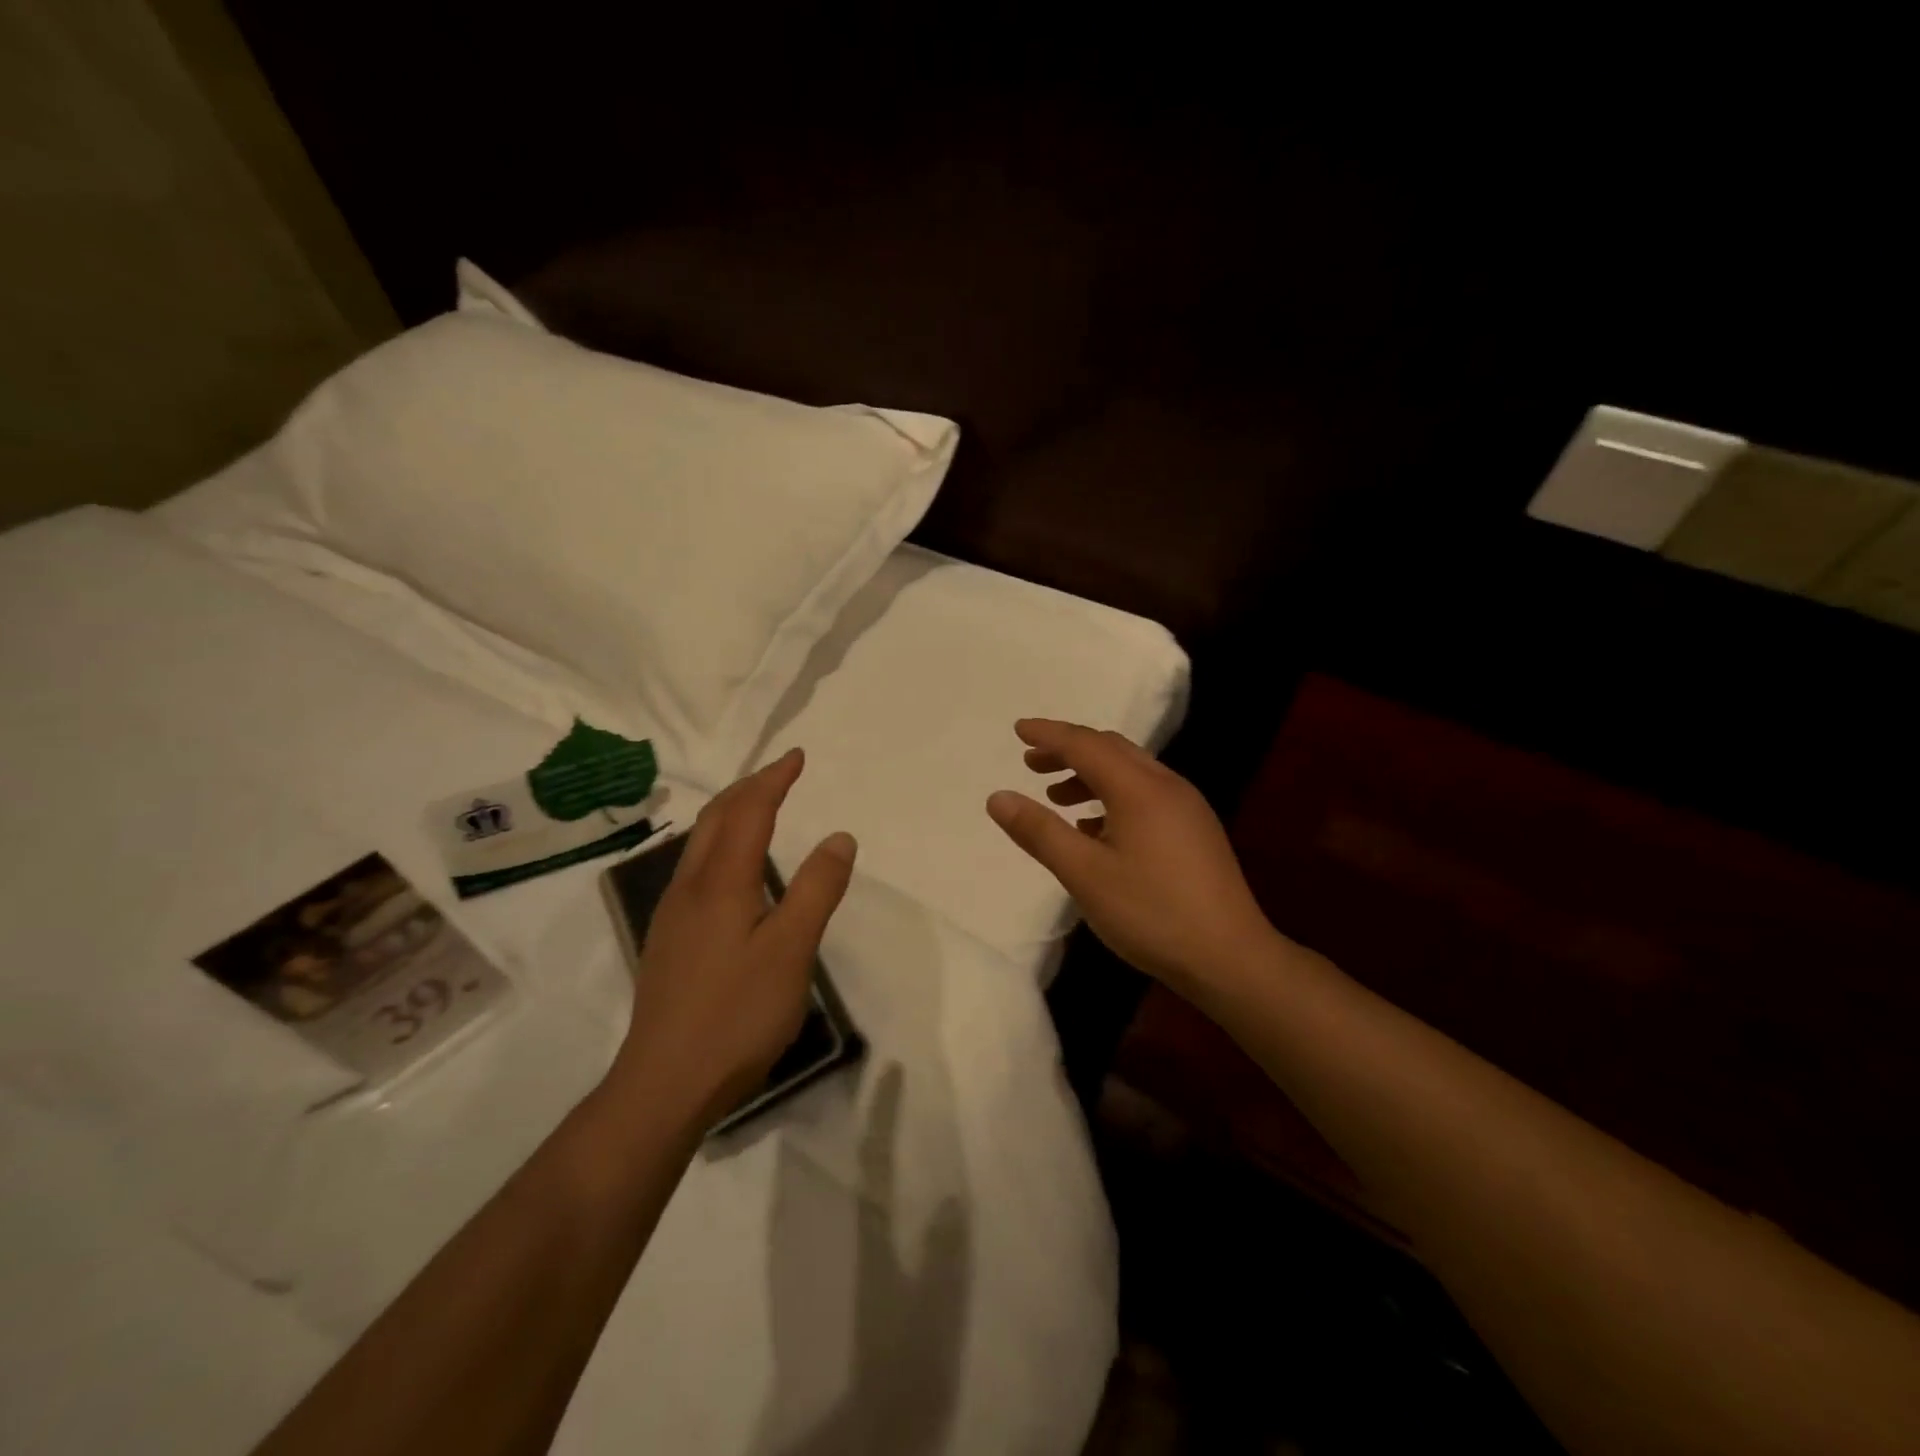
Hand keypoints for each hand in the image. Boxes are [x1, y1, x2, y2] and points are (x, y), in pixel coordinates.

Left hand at [609, 749, 855, 1123]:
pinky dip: (720, 843)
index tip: (797, 756)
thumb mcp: (791, 950)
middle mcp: (689, 887)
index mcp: (720, 882)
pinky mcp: (670, 940)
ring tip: (758, 807)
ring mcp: (673, 915)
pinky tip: (731, 869)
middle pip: (715, 818)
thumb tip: (839, 837)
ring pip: (700, 843)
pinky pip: (695, 868)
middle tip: (779, 773)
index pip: (748, 811)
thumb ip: (816, 890)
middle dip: (748, 787)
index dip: (773, 779)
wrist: (664, 1084)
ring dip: (730, 813)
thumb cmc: (736, 1014)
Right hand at [986, 719, 1279, 993]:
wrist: (1230, 958)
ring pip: (1130, 772)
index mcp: (1139, 789)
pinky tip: (1094, 830)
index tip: (1018, 729)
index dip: (1049, 734)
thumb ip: (1039, 832)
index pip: (1085, 744)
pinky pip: (1146, 795)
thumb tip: (998, 797)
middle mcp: (1166, 786)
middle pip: (1111, 750)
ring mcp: (1187, 807)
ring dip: (1089, 775)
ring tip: (1056, 797)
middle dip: (1068, 750)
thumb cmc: (1151, 913)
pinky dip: (1112, 797)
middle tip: (1031, 763)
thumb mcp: (1084, 875)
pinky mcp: (1195, 830)